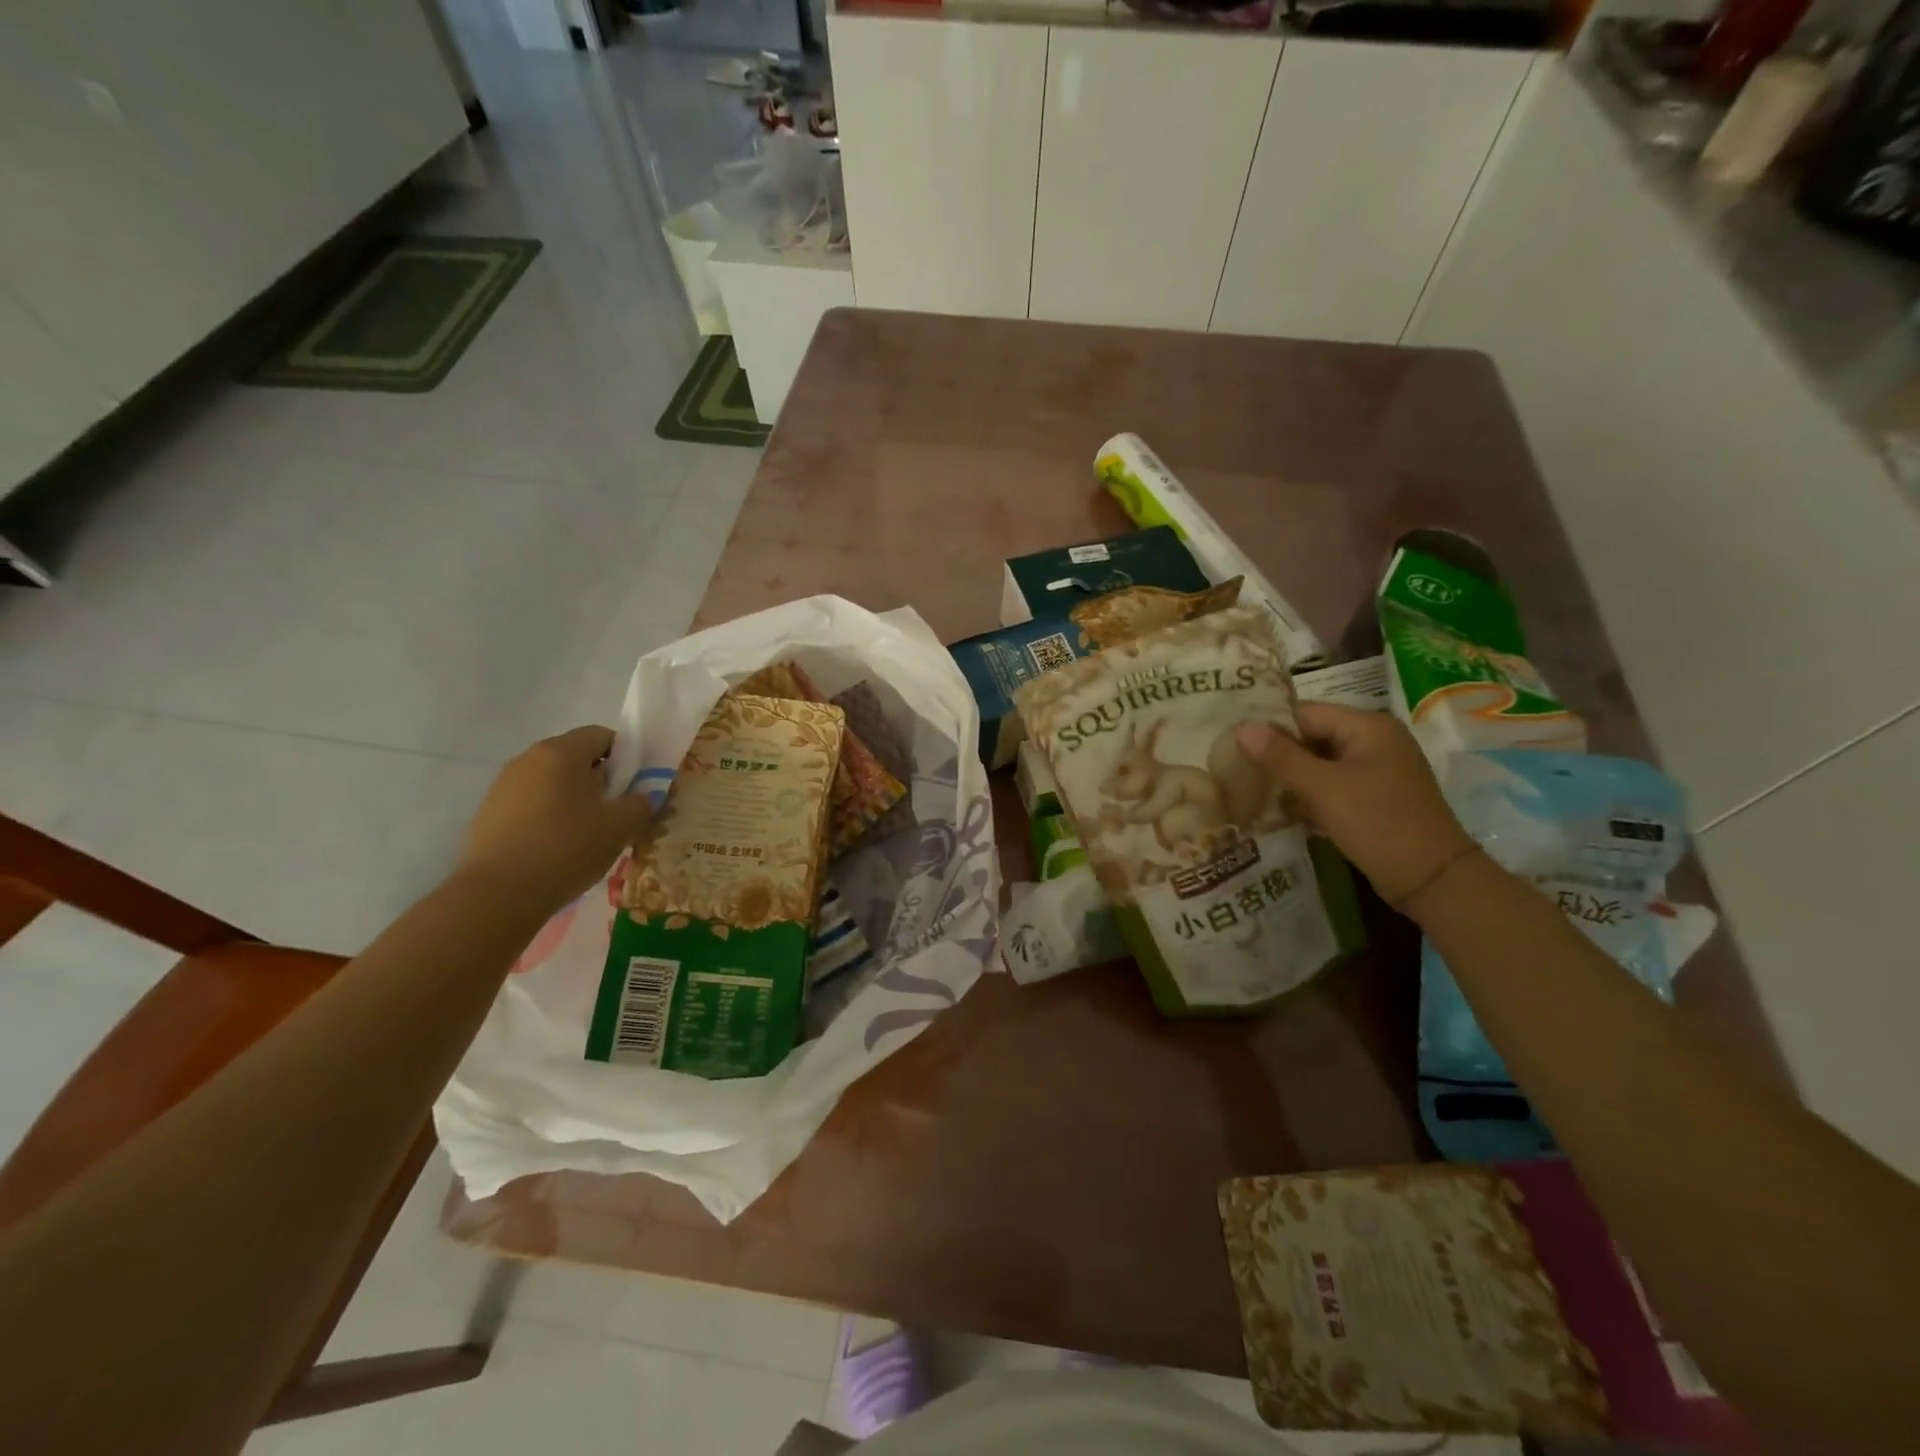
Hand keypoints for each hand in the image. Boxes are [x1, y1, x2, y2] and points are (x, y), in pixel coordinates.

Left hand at [459, 726, 652, 910]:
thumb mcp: (621, 826)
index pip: (601, 735)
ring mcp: (503, 786)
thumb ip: (642, 803)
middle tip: (617, 811)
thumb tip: (646, 796)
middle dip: (600, 779)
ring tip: (588, 833)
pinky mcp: (489, 813)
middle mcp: (528, 759)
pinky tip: (558, 847)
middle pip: (575, 758)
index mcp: (561, 752)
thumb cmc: (567, 847)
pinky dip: (549, 816)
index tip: (636, 785)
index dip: (626, 755)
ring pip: (552, 782)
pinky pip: (531, 804)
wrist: (499, 894)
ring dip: (574, 799)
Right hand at [1235, 704, 1475, 908]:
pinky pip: (1333, 786)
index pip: (1306, 713)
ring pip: (1321, 764)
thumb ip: (1281, 756)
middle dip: (1278, 755)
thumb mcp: (1323, 788)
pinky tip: (1282, 812)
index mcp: (1368, 726)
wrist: (1432, 879)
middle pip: (1313, 736)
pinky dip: (1310, 796)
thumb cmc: (1377, 822)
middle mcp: (1375, 740)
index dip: (1270, 728)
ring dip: (1291, 778)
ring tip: (1253, 791)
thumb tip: (1241, 728)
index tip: (1234, 746)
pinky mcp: (1376, 798)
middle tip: (1239, 770)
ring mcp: (1378, 770)